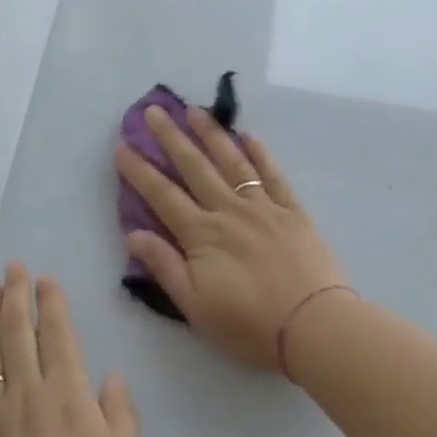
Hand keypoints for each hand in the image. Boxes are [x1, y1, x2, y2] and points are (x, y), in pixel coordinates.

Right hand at [116, 105, 349, 373]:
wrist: (314, 327)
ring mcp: (263, 207)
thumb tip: (133, 234)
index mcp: (202, 234)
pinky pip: (273, 175)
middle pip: (194, 167)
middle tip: (153, 110)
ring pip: (232, 162)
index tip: (122, 146)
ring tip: (194, 110)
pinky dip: (260, 154)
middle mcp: (228, 210)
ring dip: (211, 134)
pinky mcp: (293, 212)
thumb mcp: (195, 304)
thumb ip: (164, 266)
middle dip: (171, 138)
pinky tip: (248, 136)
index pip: (162, 195)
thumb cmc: (248, 323)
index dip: (140, 171)